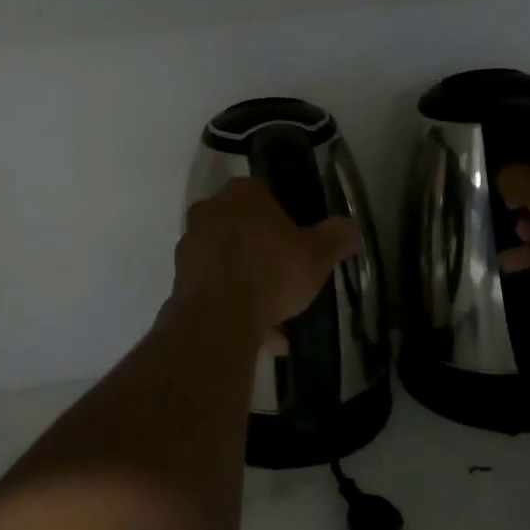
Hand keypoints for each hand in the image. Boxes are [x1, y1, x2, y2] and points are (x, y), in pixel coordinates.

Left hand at [169, 179, 358, 341]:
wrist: (217, 319)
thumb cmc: (271, 273)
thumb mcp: (318, 254)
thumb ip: (337, 236)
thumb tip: (348, 228)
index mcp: (242, 194)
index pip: (266, 193)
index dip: (286, 215)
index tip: (300, 240)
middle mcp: (210, 211)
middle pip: (245, 228)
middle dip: (266, 253)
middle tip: (290, 277)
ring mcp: (191, 246)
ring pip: (230, 262)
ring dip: (252, 285)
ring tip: (280, 320)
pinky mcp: (181, 280)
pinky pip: (217, 289)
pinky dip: (237, 307)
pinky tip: (263, 337)